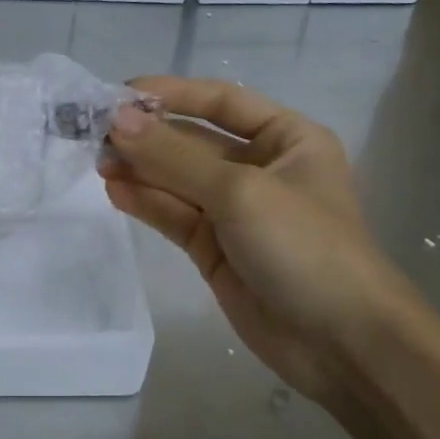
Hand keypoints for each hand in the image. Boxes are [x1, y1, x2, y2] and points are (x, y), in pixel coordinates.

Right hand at [100, 76, 423, 406]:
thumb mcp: (240, 191)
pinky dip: (145, 202)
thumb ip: (173, 156)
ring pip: (177, 180)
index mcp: (287, 139)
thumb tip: (116, 119)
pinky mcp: (214, 248)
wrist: (343, 344)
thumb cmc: (304, 247)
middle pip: (193, 141)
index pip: (220, 101)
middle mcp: (260, 168)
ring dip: (140, 169)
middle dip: (148, 136)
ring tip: (99, 163)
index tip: (120, 93)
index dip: (171, 93)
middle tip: (97, 134)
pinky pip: (173, 215)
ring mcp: (235, 211)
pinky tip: (115, 191)